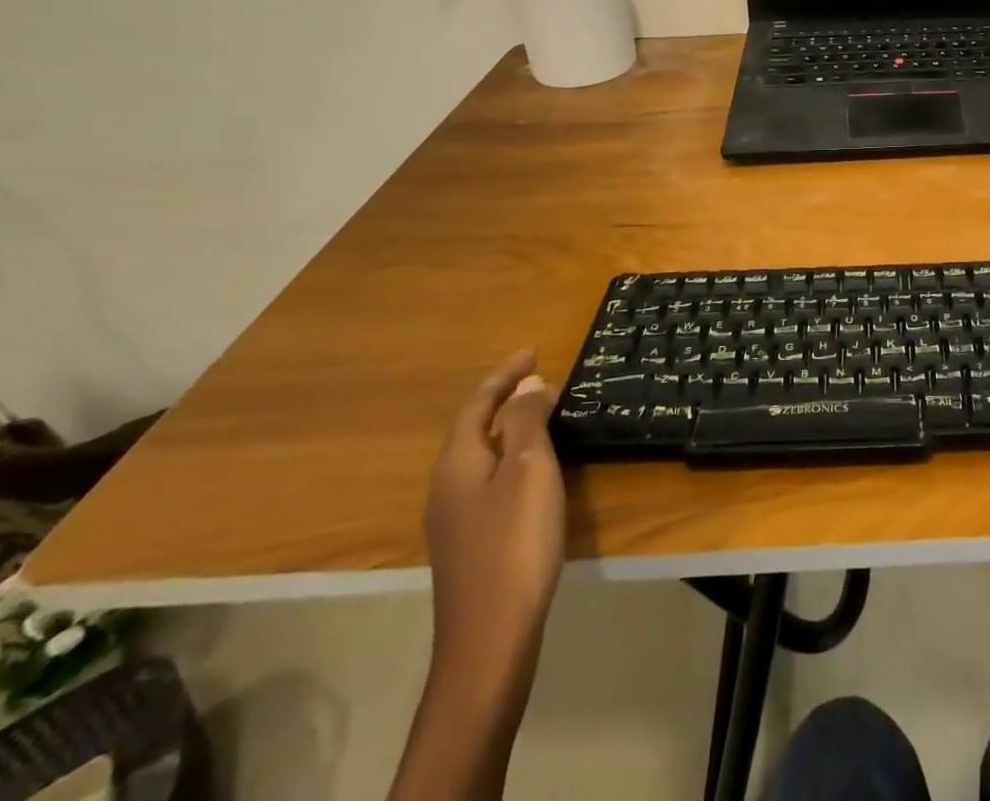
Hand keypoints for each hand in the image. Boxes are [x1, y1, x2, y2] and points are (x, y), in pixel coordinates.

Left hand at [423, 350, 565, 673]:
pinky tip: (534, 472)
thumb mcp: (528, 469)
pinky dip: (511, 460)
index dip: (504, 375)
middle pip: (474, 429)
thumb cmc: (514, 541)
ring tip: (542, 416)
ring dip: (509, 430)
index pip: (477, 404)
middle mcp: (446, 487)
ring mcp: (454, 520)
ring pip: (481, 457)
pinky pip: (489, 481)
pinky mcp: (470, 545)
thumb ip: (525, 422)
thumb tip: (527, 384)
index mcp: (457, 462)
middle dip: (505, 400)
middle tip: (541, 380)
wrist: (491, 638)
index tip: (533, 351)